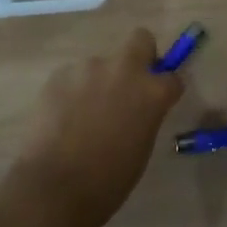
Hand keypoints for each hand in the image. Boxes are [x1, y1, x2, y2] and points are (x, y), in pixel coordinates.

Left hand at [9, 27, 184, 226]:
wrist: (54, 187)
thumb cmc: (107, 181)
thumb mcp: (140, 149)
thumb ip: (145, 117)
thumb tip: (139, 109)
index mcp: (150, 92)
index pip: (172, 77)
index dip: (166, 89)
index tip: (159, 101)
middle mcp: (123, 70)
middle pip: (141, 39)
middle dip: (140, 56)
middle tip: (128, 86)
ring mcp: (89, 67)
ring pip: (101, 64)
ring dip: (99, 81)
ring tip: (84, 115)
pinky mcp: (60, 73)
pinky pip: (74, 76)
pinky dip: (74, 91)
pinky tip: (63, 117)